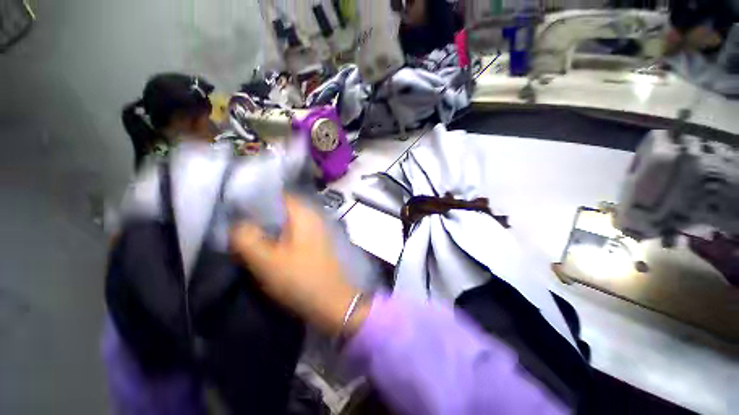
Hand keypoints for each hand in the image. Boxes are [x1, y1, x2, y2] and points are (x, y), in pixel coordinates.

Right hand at [230, 194, 368, 336]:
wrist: (332, 302)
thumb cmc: (300, 279)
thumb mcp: (266, 261)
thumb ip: (246, 238)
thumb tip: (236, 223)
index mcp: (304, 214)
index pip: (277, 194)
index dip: (255, 198)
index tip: (235, 207)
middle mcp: (314, 216)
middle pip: (282, 208)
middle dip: (260, 214)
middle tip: (239, 223)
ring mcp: (318, 230)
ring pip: (288, 221)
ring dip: (270, 226)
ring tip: (250, 235)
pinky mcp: (317, 243)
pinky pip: (295, 232)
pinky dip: (281, 235)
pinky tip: (270, 246)